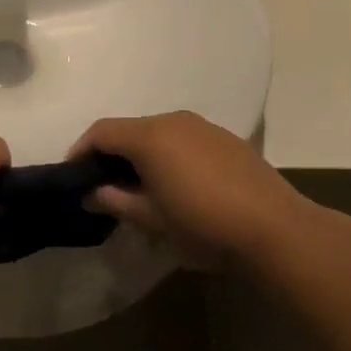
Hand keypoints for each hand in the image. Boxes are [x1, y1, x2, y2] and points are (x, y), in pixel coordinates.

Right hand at [71, 112, 310, 269]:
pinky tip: (178, 183)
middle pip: (129, 129)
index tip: (73, 175)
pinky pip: (184, 139)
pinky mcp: (227, 139)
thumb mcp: (151, 220)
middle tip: (104, 184)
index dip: (80, 151)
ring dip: (141, 154)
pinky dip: (169, 154)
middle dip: (111, 153)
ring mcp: (203, 126)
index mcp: (149, 136)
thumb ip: (114, 201)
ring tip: (140, 186)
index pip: (101, 132)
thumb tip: (90, 193)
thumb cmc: (203, 225)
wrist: (277, 230)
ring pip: (158, 133)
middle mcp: (173, 120)